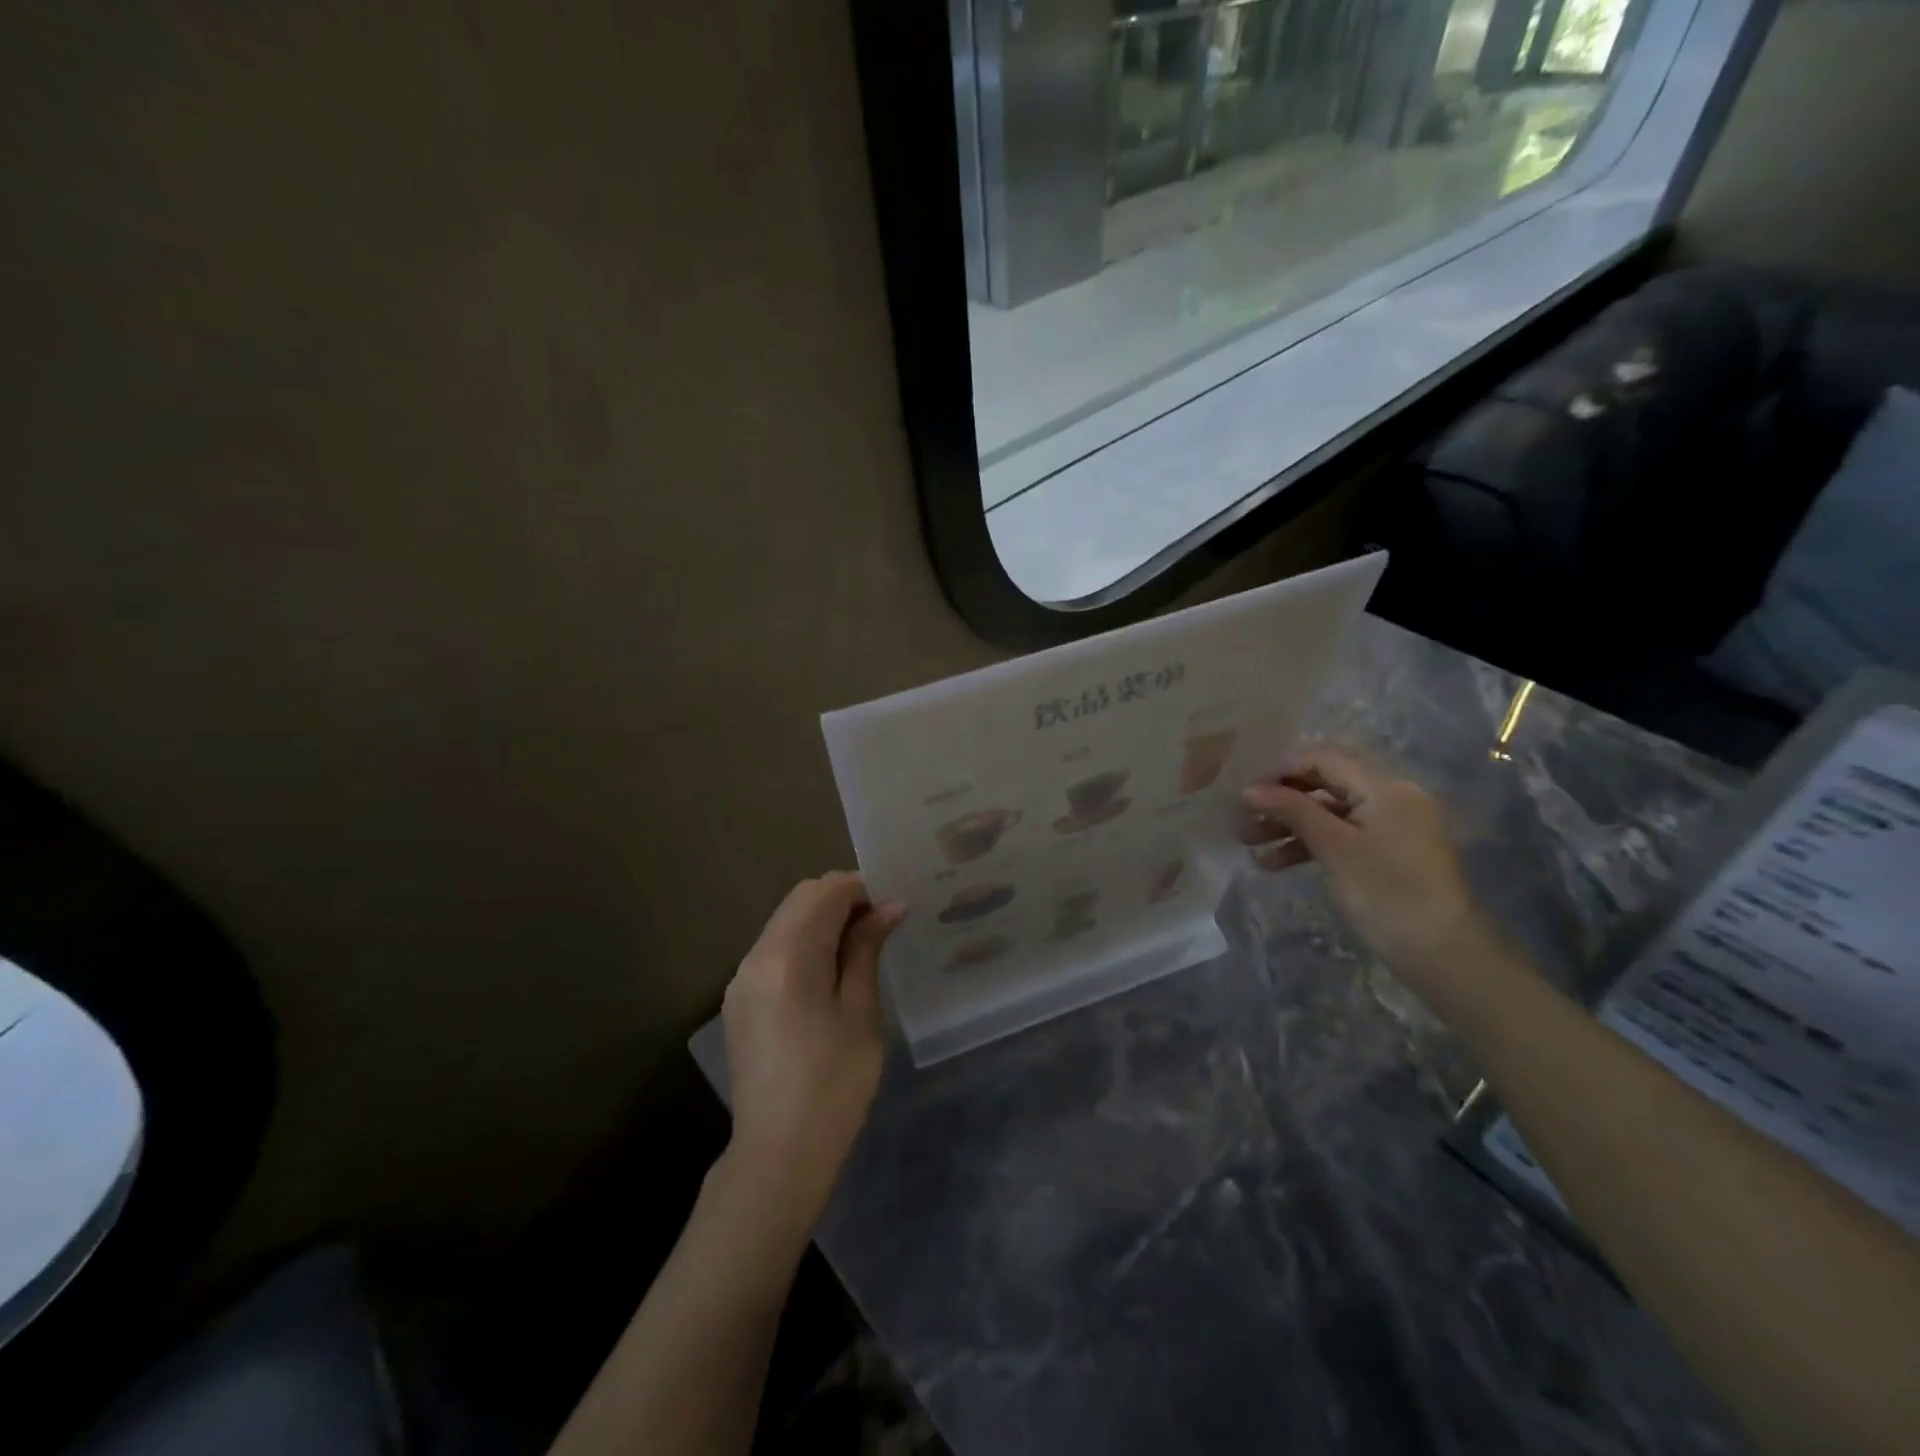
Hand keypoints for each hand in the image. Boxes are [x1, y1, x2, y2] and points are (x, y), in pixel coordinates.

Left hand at [720, 873, 905, 1232]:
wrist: (778, 1155)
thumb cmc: (834, 1084)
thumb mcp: (860, 1011)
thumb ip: (867, 949)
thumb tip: (891, 905)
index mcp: (788, 955)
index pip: (825, 891)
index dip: (862, 888)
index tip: (894, 907)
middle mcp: (756, 955)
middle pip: (801, 899)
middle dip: (842, 899)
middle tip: (882, 925)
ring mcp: (741, 978)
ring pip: (785, 921)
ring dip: (822, 920)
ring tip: (860, 947)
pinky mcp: (739, 1000)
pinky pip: (774, 949)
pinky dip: (804, 943)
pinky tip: (829, 972)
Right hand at [1240, 745, 1502, 1010]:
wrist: (1444, 955)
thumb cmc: (1388, 893)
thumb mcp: (1334, 848)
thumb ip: (1292, 810)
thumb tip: (1247, 789)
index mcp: (1386, 787)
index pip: (1325, 758)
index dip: (1282, 770)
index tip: (1245, 792)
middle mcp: (1392, 797)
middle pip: (1325, 783)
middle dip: (1281, 799)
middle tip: (1242, 818)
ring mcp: (1391, 826)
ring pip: (1329, 811)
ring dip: (1289, 824)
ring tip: (1249, 845)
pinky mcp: (1386, 852)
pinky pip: (1341, 835)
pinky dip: (1309, 844)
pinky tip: (1275, 863)